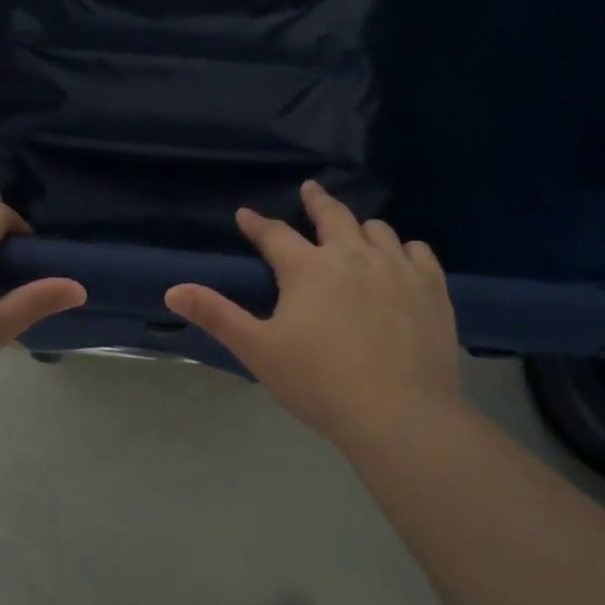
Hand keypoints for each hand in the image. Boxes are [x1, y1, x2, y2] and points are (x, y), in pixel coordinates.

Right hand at [164, 181, 461, 448]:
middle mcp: (352, 255)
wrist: (400, 413)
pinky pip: (419, 251)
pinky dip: (404, 249)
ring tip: (355, 231)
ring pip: (378, 229)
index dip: (257, 224)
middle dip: (316, 200)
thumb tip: (173, 290)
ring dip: (361, 227)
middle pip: (333, 215)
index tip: (245, 214)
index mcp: (308, 269)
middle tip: (310, 190)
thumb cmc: (320, 383)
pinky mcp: (431, 288)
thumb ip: (217, 316)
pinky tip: (402, 258)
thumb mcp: (259, 351)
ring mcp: (396, 268)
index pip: (275, 234)